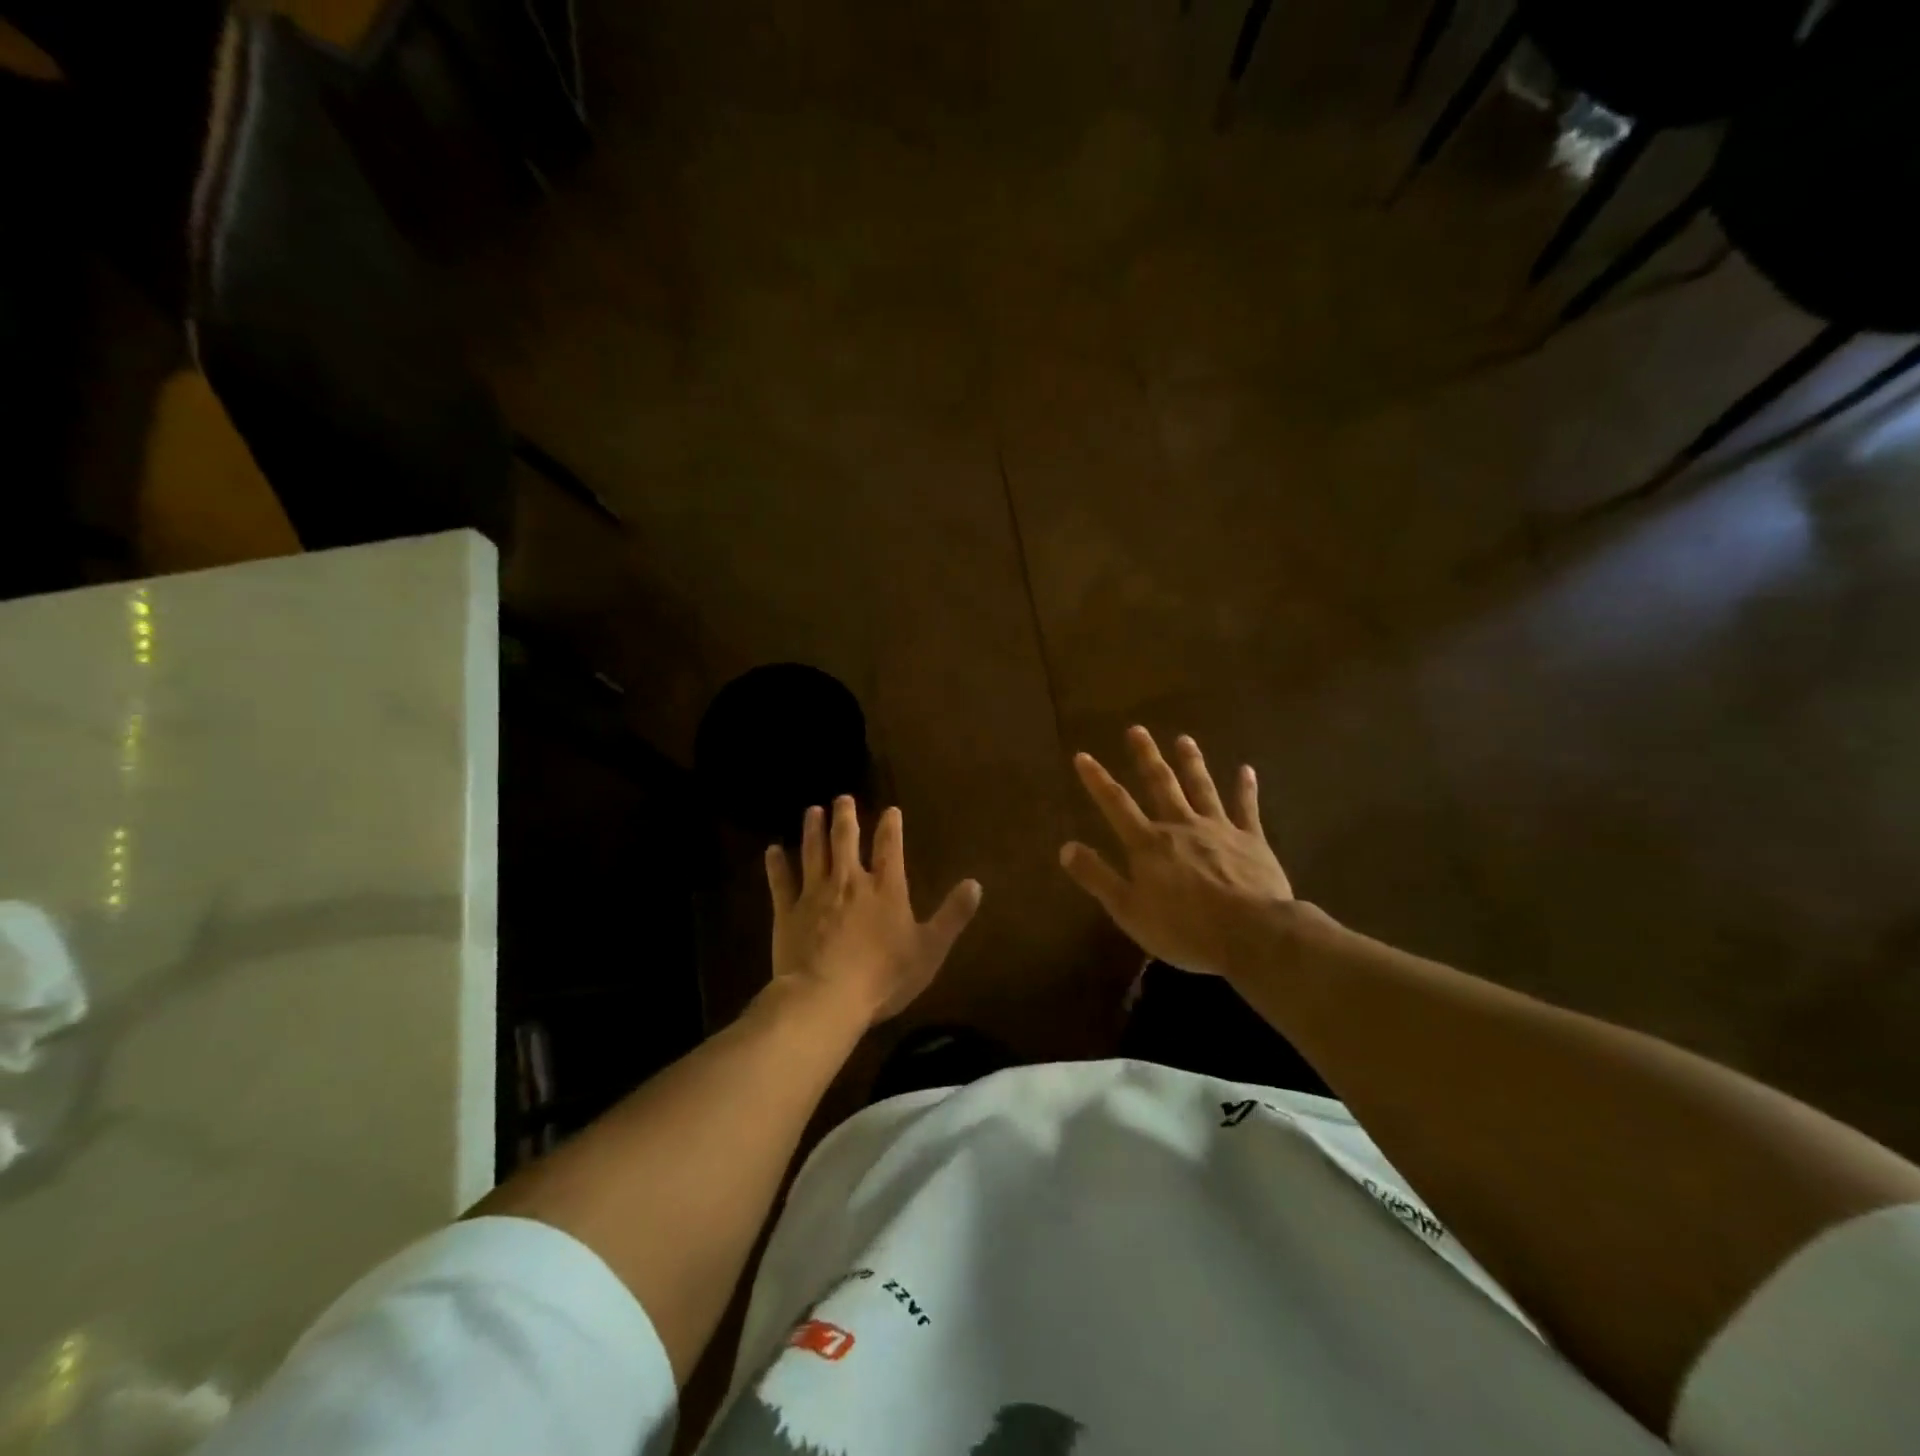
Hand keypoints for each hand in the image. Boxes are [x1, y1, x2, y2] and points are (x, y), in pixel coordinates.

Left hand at [766, 797, 982, 1025]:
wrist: (826, 997)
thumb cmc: (883, 977)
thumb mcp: (930, 949)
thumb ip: (952, 915)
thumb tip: (975, 884)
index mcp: (885, 889)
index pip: (890, 847)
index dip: (891, 827)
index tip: (890, 810)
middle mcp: (849, 881)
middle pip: (846, 840)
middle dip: (846, 816)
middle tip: (842, 798)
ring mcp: (815, 894)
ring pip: (813, 852)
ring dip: (813, 829)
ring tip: (813, 811)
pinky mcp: (787, 911)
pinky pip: (780, 882)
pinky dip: (776, 864)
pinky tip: (772, 850)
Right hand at [1059, 727, 1294, 978]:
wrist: (1252, 934)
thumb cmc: (1184, 928)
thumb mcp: (1129, 911)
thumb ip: (1098, 877)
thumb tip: (1066, 847)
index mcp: (1149, 844)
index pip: (1116, 804)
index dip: (1097, 780)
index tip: (1083, 755)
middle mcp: (1181, 826)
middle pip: (1160, 785)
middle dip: (1146, 756)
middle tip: (1137, 729)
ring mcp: (1218, 829)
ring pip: (1201, 788)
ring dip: (1191, 762)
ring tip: (1184, 739)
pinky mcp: (1251, 840)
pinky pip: (1246, 808)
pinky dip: (1245, 788)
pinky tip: (1246, 770)